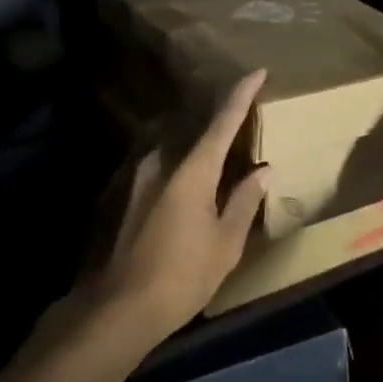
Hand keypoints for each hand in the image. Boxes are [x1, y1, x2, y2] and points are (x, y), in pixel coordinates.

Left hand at [90, 70, 272, 343]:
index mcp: (192, 171)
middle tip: (247, 128)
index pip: (223, 123)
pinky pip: (166, 173)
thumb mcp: (226, 241)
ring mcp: (140, 180)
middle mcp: (162, 164)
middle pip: (199, 135)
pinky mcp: (128, 199)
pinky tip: (194, 194)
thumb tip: (263, 171)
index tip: (257, 71)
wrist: (119, 310)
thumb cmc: (183, 274)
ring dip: (202, 154)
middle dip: (223, 127)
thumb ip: (245, 200)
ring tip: (223, 164)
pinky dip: (185, 173)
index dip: (241, 96)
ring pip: (180, 155)